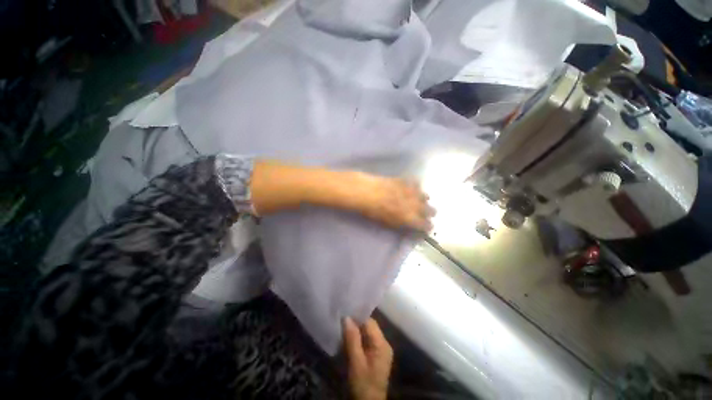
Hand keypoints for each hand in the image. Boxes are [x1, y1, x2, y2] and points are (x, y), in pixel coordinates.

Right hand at [343, 317, 393, 399]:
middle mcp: (384, 344)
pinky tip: (348, 338)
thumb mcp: (356, 363)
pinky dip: (358, 338)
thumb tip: (347, 317)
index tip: (345, 312)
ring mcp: (380, 350)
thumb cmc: (363, 385)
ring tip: (343, 326)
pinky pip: (367, 340)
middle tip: (342, 319)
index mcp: (382, 344)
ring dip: (356, 330)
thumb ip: (352, 339)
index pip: (370, 322)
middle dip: (356, 323)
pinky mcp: (376, 355)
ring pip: (367, 333)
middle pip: (369, 326)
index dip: (358, 316)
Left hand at [351, 174, 434, 231]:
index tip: (427, 227)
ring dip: (423, 200)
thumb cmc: (374, 211)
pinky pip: (416, 183)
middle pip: (431, 210)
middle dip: (429, 213)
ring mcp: (412, 191)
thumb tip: (410, 224)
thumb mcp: (388, 223)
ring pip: (426, 196)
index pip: (426, 225)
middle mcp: (415, 205)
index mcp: (410, 218)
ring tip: (418, 200)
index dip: (428, 227)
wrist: (367, 192)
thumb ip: (402, 224)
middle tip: (425, 214)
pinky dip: (415, 187)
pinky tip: (411, 188)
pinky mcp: (406, 181)